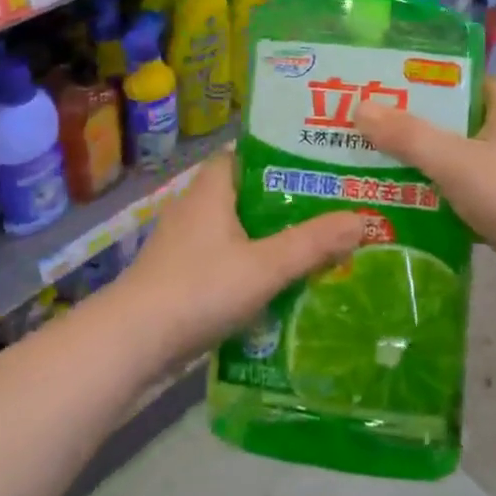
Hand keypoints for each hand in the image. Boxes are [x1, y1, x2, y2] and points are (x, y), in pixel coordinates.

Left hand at [103, 158, 364, 367]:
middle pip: (248, 193)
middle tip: (332, 209)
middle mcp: (195, 205)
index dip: (283, 156)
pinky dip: (251, 264)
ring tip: (317, 246)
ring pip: (237, 229)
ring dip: (271, 237)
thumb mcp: (265, 266)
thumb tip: (363, 219)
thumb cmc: (199, 288)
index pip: (248, 153)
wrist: (132, 342)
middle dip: (287, 202)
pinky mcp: (180, 273)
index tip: (321, 166)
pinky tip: (280, 283)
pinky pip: (225, 257)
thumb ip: (313, 244)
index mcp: (211, 187)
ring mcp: (184, 241)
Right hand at [355, 77, 495, 315]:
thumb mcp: (454, 161)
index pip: (467, 80)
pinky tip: (401, 206)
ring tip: (373, 163)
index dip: (431, 78)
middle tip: (368, 125)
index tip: (391, 82)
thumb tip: (360, 107)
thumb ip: (407, 135)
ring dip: (421, 165)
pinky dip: (435, 201)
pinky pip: (461, 197)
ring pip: (455, 162)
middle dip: (414, 125)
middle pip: (454, 122)